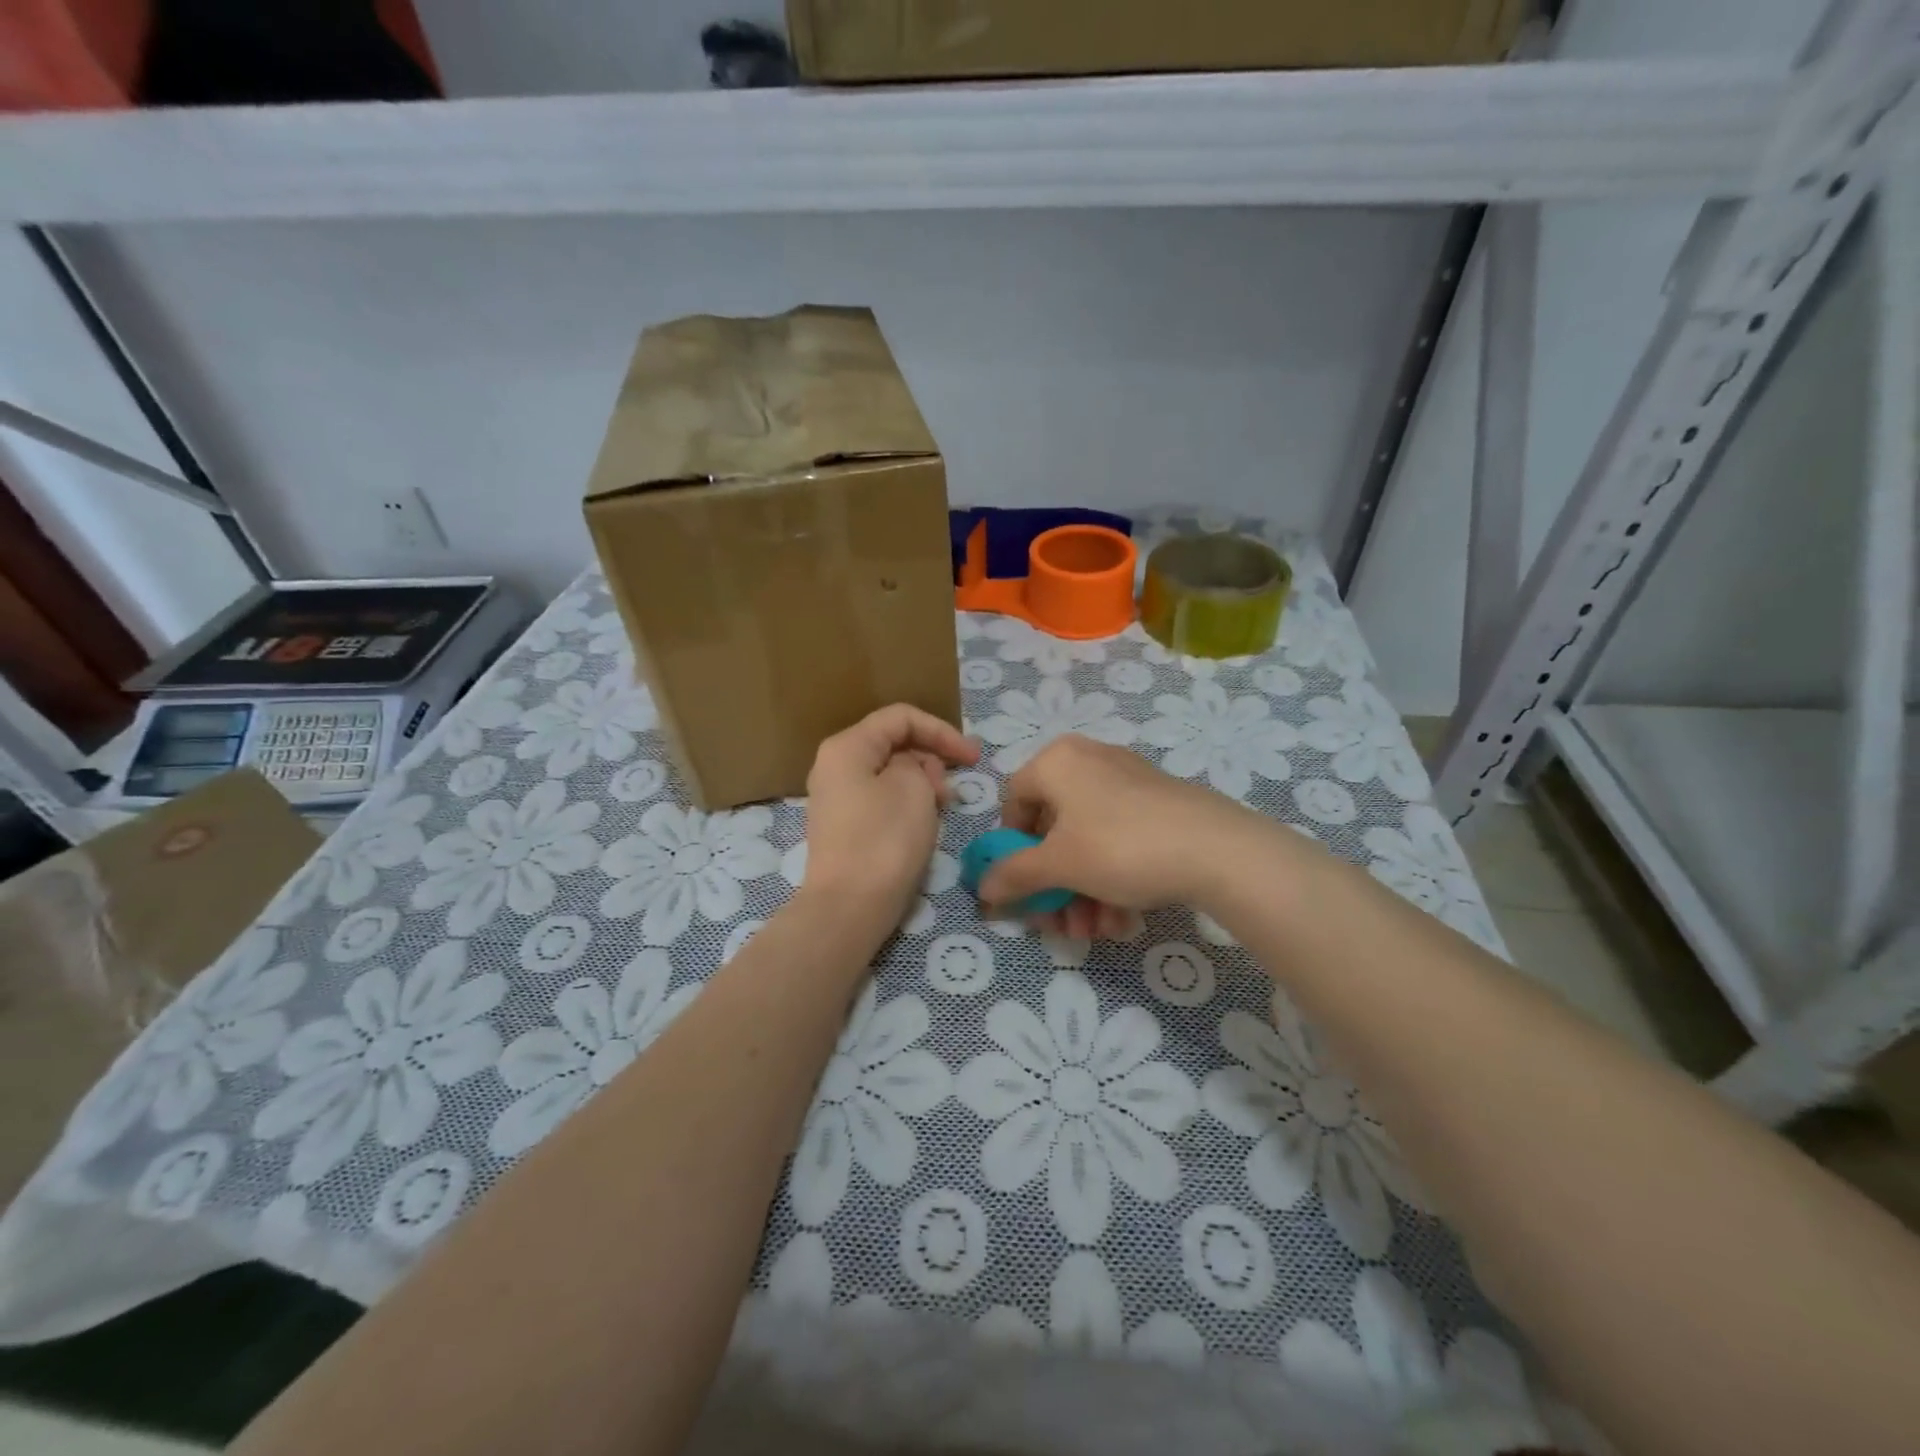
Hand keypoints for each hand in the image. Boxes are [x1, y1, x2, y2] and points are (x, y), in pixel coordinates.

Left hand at [800, 704, 979, 930]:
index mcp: (847, 747)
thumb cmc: (885, 840)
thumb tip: (911, 769)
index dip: (941, 730)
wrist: (849, 908)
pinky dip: (907, 802)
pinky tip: (924, 824)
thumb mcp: (914, 787)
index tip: (973, 757)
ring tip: (942, 808)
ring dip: (922, 782)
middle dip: (931, 758)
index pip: (901, 717)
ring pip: (889, 773)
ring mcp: (836, 798)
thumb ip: (919, 763)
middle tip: (953, 790)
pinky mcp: (844, 827)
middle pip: (892, 743)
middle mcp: (834, 766)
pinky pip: (881, 799)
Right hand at [979, 735, 1285, 934]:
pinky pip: (1120, 838)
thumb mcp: (1059, 865)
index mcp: (1057, 761)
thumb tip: (983, 888)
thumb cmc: (1120, 847)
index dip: (1011, 849)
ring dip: (1083, 892)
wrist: (1217, 849)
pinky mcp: (1159, 803)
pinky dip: (1114, 878)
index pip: (1014, 802)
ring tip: (1098, 931)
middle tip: (1061, 923)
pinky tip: (1123, 919)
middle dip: (1055, 885)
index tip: (1023, 886)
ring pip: (1088, 840)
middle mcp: (1089, 760)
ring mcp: (1128, 780)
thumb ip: (1014, 875)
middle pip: (1054, 829)